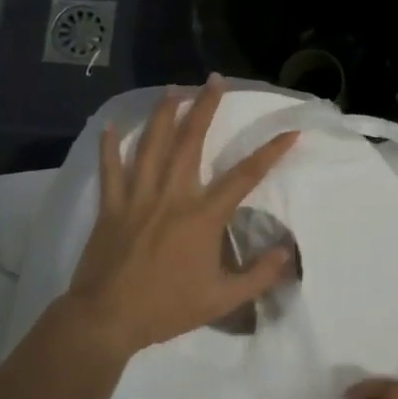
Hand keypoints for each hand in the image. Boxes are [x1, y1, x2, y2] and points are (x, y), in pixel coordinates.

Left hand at [67, 76, 297, 356]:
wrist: (108, 318)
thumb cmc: (167, 309)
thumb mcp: (222, 300)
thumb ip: (258, 276)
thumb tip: (286, 254)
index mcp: (202, 217)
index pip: (244, 177)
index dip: (270, 152)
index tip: (290, 132)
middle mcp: (172, 196)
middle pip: (191, 142)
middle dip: (205, 107)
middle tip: (214, 80)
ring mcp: (137, 197)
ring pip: (151, 145)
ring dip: (164, 114)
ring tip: (174, 88)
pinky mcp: (111, 206)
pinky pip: (110, 169)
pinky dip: (110, 146)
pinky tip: (112, 125)